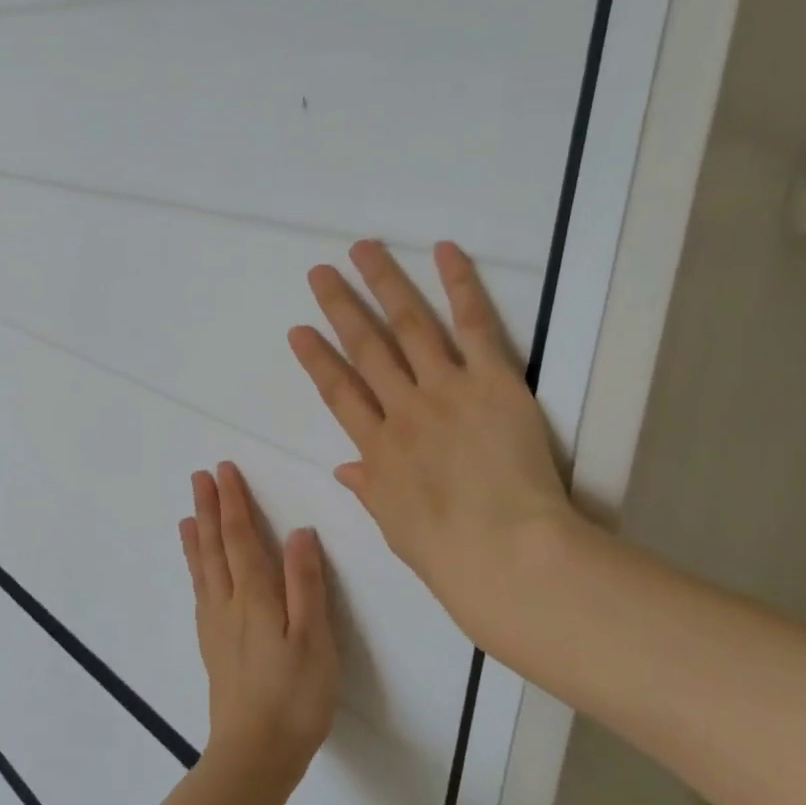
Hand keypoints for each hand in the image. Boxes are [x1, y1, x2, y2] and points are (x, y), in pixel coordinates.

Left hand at [179, 463, 338, 795]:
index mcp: (255, 596)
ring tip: (188, 515)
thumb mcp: (313, 638)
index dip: (233, 502)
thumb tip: (298, 531)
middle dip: (208, 509)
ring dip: (197, 537)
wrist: (254, 755)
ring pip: (202, 569)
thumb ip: (305, 583)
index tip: (223, 471)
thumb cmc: (294, 696)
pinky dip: (195, 571)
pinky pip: (200, 594)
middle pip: (214, 547)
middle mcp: (228, 603)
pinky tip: (198, 574)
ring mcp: (216, 626)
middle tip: (198, 478)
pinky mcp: (213, 648)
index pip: (240, 537)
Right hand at [288, 240, 577, 650]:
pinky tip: (444, 252)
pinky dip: (459, 286)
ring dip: (384, 283)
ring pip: (409, 325)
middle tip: (320, 272)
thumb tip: (345, 468)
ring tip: (363, 250)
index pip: (339, 393)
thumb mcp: (396, 526)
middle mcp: (403, 409)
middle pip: (366, 348)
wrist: (506, 553)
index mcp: (378, 449)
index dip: (317, 359)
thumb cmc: (449, 554)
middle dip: (340, 307)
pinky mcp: (491, 381)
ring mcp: (445, 390)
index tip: (299, 331)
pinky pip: (473, 325)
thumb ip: (371, 488)